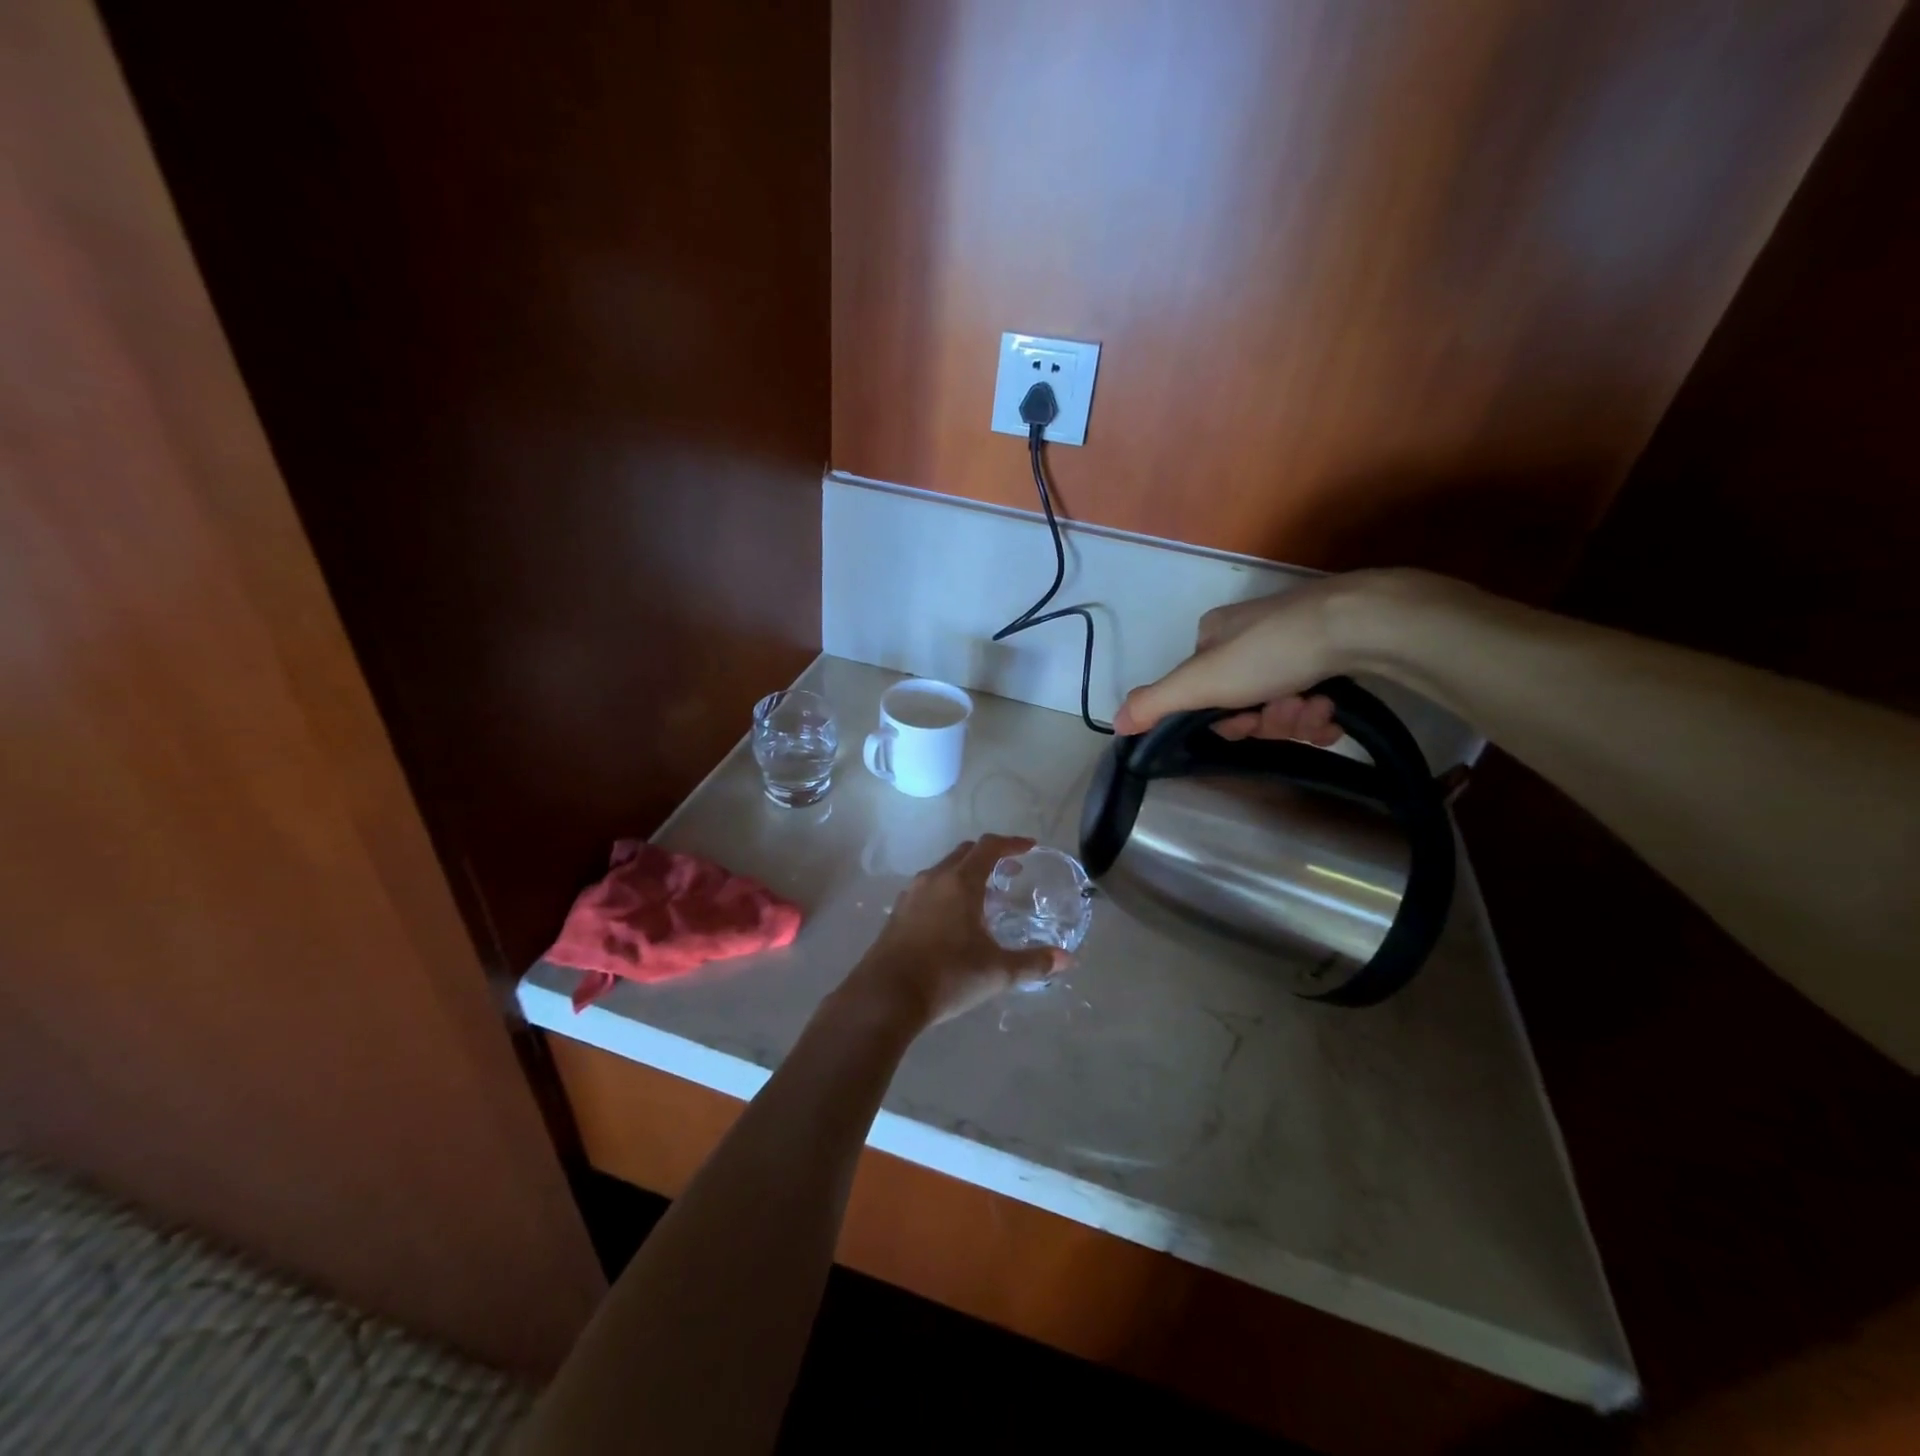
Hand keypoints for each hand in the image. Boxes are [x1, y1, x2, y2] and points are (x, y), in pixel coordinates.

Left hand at [842, 835, 1063, 1028]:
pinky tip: (954, 920)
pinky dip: (948, 891)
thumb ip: (1033, 962)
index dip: (1011, 843)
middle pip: (965, 853)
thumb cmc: (947, 976)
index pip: (989, 847)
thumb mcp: (997, 972)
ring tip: (985, 897)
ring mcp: (911, 895)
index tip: (1030, 847)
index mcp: (960, 882)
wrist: (886, 996)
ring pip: (944, 870)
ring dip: (967, 874)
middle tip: (1011, 872)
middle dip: (990, 857)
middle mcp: (934, 879)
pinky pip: (928, 889)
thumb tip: (1067, 959)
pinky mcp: (897, 914)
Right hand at [1110, 570, 1444, 741]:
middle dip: (1267, 720)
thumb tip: (1115, 723)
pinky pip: (1313, 697)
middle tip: (1288, 713)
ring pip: (1281, 704)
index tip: (1244, 724)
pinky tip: (1332, 711)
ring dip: (1296, 719)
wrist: (1362, 623)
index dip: (1223, 719)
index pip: (1202, 693)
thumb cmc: (1271, 651)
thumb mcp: (1201, 681)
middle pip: (1244, 703)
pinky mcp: (1333, 651)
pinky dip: (1320, 713)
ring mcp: (1292, 642)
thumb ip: (1155, 703)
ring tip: (1317, 709)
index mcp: (1212, 636)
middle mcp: (1248, 635)